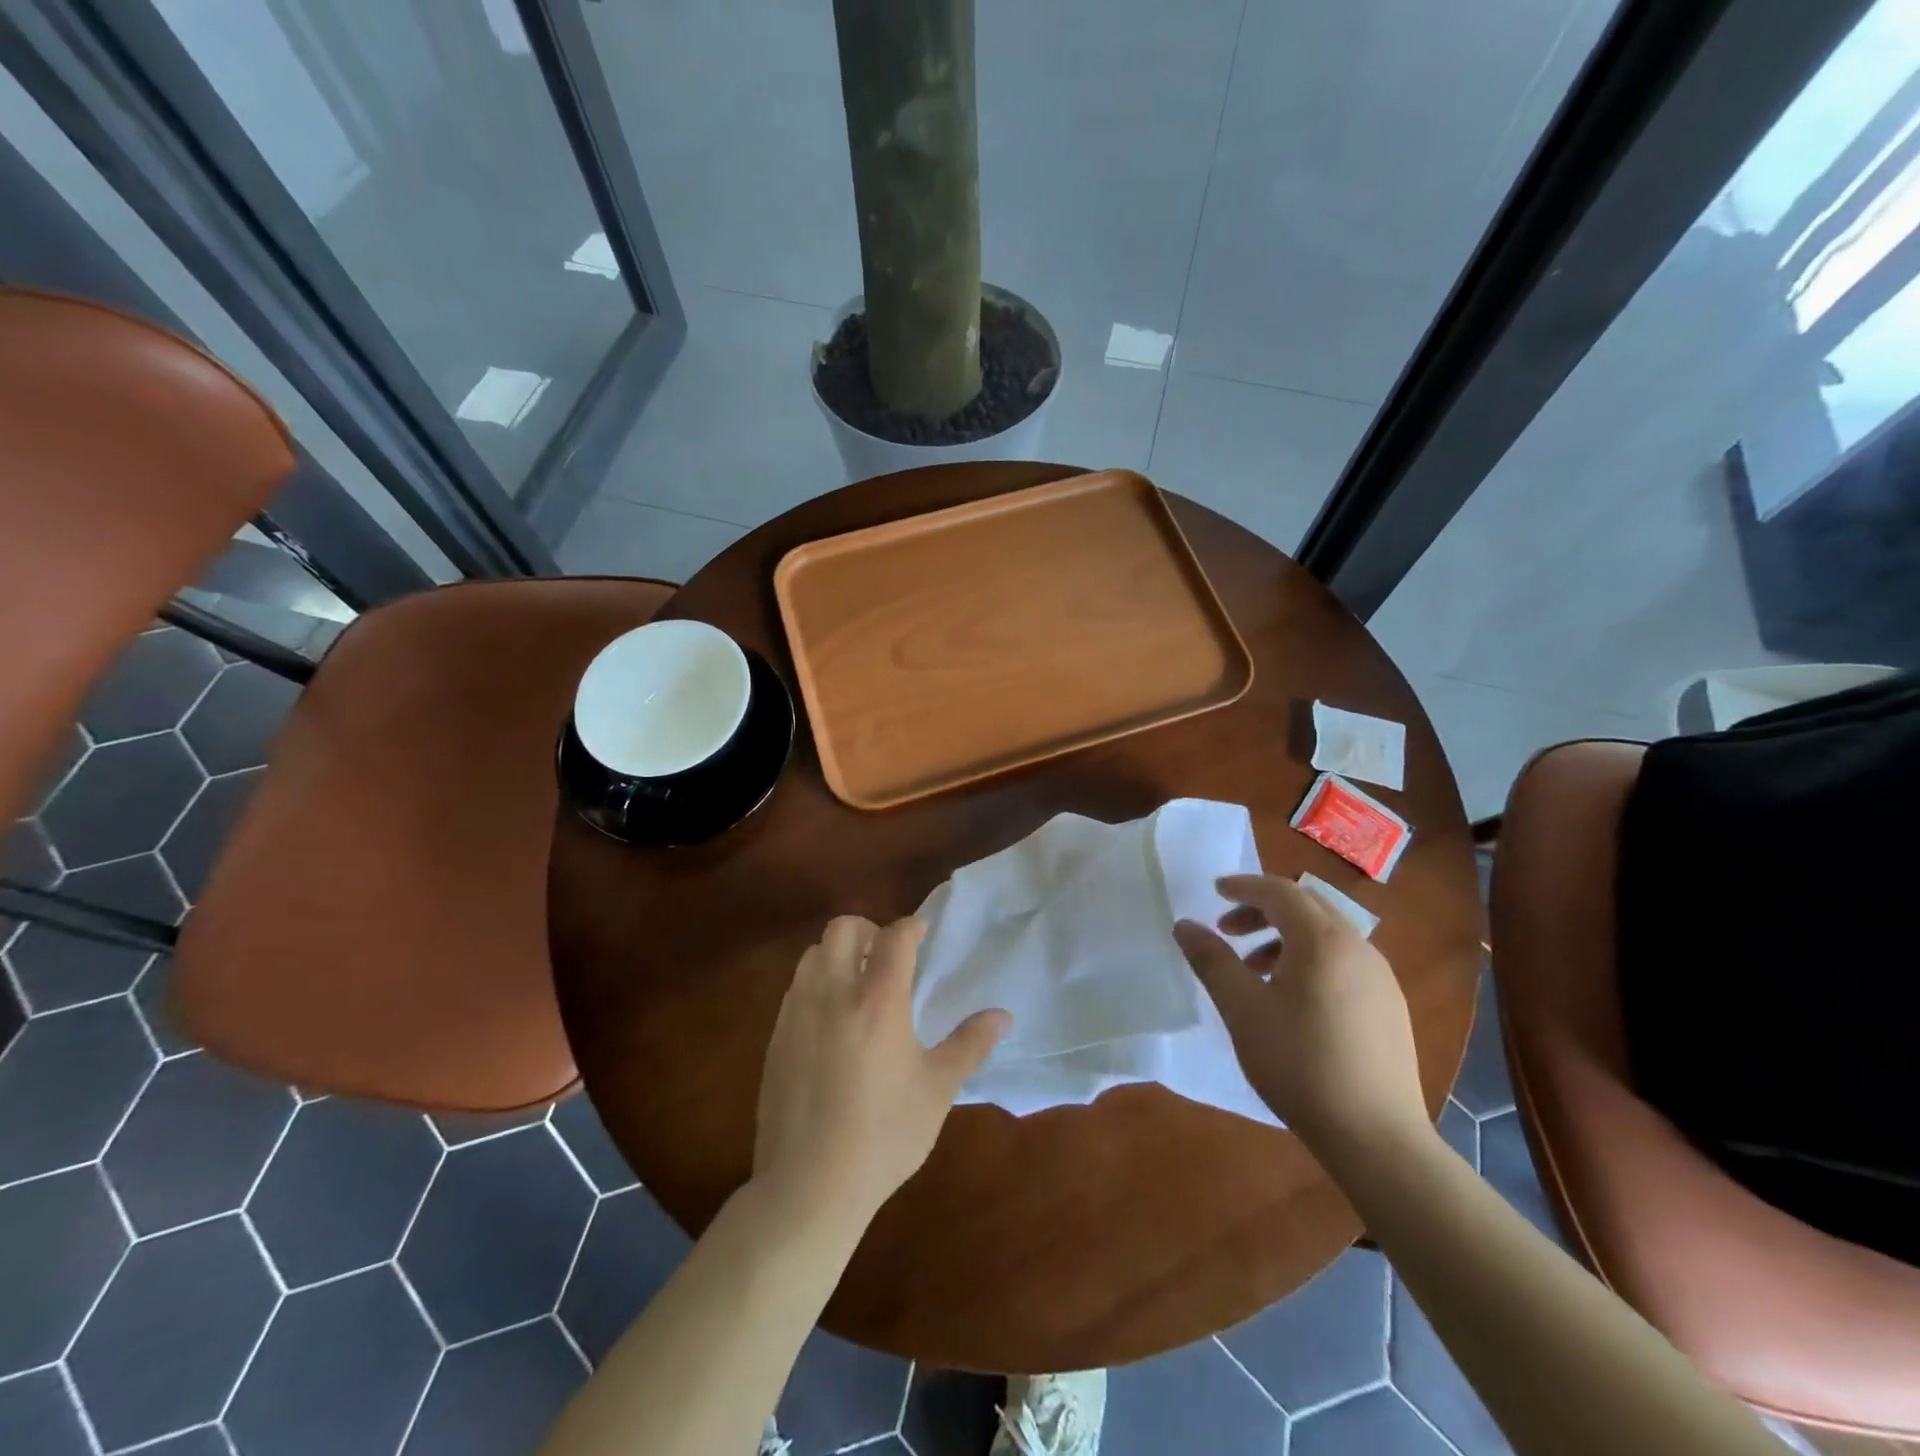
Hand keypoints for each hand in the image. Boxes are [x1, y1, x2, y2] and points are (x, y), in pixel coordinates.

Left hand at [753, 915, 1010, 1228]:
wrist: (809, 1185)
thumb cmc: (884, 1135)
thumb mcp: (938, 1090)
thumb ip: (970, 1044)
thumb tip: (1003, 1016)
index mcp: (878, 1000)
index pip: (894, 937)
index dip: (911, 927)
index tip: (923, 934)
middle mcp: (833, 993)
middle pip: (842, 928)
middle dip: (868, 930)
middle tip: (887, 958)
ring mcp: (797, 1013)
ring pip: (813, 954)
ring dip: (838, 955)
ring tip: (858, 986)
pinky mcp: (775, 1037)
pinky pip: (796, 988)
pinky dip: (817, 985)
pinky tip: (832, 1022)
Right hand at [1174, 874, 1428, 1153]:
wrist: (1376, 1138)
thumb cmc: (1300, 1064)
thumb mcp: (1242, 1010)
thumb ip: (1212, 960)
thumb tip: (1185, 925)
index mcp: (1322, 940)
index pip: (1279, 891)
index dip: (1244, 886)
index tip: (1214, 892)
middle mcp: (1358, 947)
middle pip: (1306, 907)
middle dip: (1263, 910)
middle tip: (1227, 929)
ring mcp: (1381, 977)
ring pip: (1327, 935)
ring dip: (1285, 937)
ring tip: (1255, 970)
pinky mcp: (1390, 1006)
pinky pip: (1344, 961)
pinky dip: (1311, 960)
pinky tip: (1293, 1000)